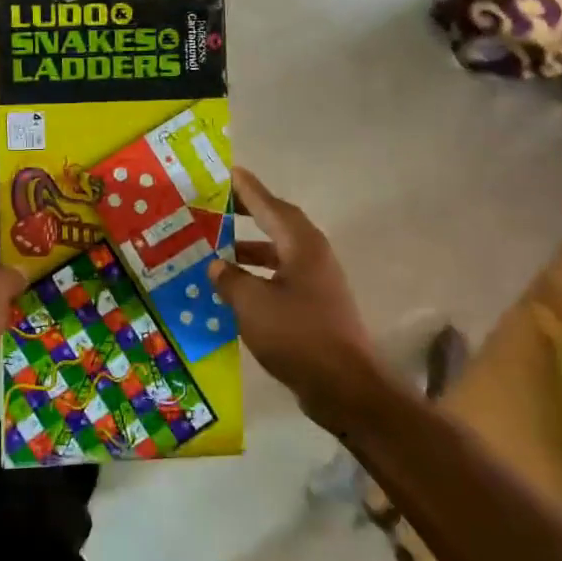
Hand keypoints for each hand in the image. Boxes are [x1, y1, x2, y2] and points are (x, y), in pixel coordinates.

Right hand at [209, 168, 386, 430]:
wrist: (345, 387)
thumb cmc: (297, 336)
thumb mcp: (252, 304)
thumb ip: (230, 279)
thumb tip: (216, 264)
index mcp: (301, 245)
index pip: (269, 206)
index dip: (247, 189)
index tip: (229, 173)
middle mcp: (313, 256)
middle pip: (278, 224)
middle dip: (249, 214)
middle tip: (219, 206)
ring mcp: (318, 282)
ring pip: (280, 253)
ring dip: (252, 248)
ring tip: (219, 249)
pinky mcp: (317, 306)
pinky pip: (282, 277)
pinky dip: (259, 275)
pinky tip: (237, 289)